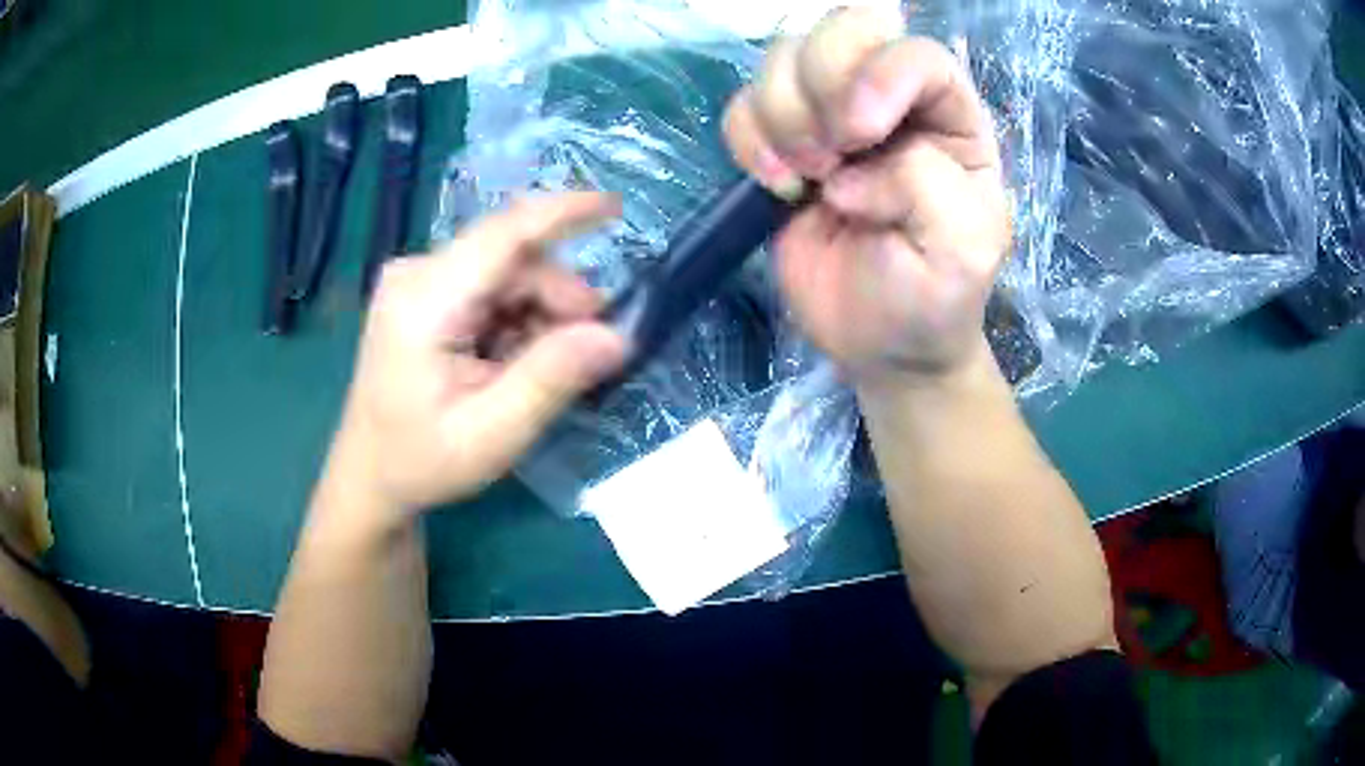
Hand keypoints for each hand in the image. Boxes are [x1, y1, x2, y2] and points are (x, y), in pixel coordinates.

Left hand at [325, 193, 626, 515]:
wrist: (369, 477)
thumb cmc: (421, 462)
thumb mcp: (492, 434)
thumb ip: (551, 379)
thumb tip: (615, 336)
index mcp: (424, 300)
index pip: (504, 233)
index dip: (564, 212)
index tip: (618, 207)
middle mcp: (416, 272)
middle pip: (513, 259)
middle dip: (557, 300)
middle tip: (583, 356)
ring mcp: (416, 279)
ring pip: (507, 273)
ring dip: (537, 314)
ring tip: (532, 372)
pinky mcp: (423, 292)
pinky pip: (489, 287)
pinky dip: (515, 319)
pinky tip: (507, 361)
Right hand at [723, 7, 1010, 387]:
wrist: (880, 343)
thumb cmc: (933, 297)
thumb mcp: (962, 251)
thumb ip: (927, 186)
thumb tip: (849, 170)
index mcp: (953, 119)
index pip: (918, 53)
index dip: (880, 74)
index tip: (859, 136)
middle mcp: (893, 100)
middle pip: (845, 28)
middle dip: (821, 84)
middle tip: (828, 157)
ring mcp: (832, 115)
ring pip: (785, 57)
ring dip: (782, 116)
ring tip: (806, 181)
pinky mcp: (782, 142)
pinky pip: (744, 105)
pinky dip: (748, 140)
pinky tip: (776, 186)